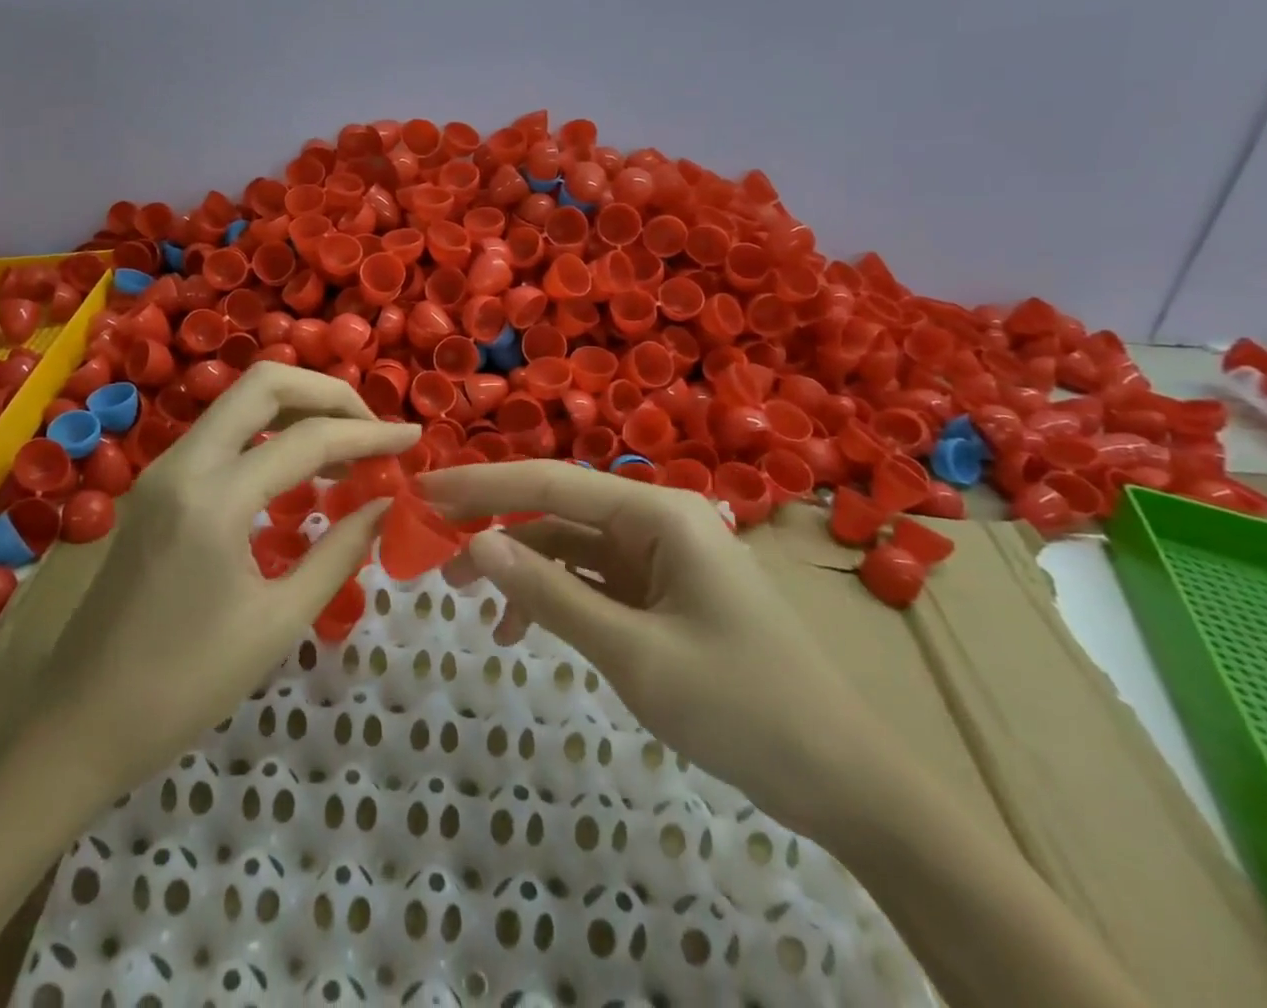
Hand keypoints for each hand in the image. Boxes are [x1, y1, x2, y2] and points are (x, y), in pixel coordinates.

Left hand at [41, 362, 419, 800]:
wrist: (78, 724)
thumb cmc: (184, 686)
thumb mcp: (278, 622)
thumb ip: (340, 552)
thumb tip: (385, 504)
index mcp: (214, 499)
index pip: (308, 439)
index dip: (369, 434)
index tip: (413, 439)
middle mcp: (183, 463)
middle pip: (265, 382)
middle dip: (328, 393)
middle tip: (371, 428)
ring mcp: (162, 469)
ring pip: (240, 400)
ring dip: (298, 408)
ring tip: (346, 447)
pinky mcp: (155, 486)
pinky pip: (222, 433)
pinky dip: (269, 432)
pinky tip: (298, 469)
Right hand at [420, 460, 875, 832]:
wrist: (845, 782)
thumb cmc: (743, 707)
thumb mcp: (633, 654)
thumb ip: (550, 594)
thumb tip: (473, 546)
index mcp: (658, 513)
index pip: (550, 483)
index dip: (481, 486)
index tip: (421, 494)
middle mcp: (656, 521)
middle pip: (555, 509)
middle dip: (492, 526)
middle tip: (430, 552)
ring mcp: (659, 557)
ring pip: (568, 546)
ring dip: (518, 568)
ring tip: (465, 601)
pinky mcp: (660, 592)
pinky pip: (591, 580)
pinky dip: (552, 596)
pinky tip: (521, 629)